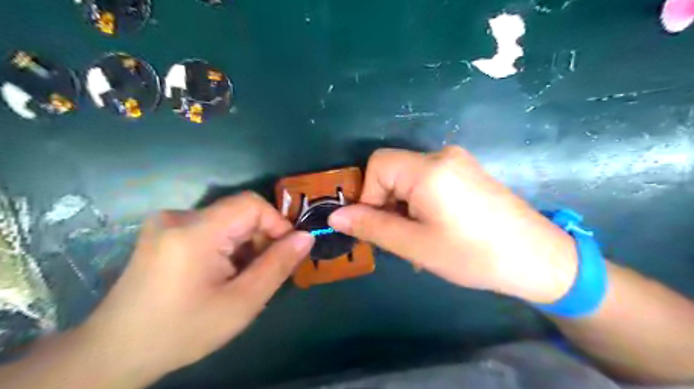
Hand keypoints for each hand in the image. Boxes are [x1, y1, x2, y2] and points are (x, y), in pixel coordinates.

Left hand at [76, 192, 313, 384]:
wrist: (115, 352)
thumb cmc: (182, 331)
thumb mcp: (241, 303)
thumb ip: (277, 265)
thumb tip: (306, 237)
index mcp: (195, 232)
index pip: (251, 204)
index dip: (276, 223)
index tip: (286, 252)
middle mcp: (178, 217)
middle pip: (239, 212)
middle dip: (261, 238)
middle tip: (265, 272)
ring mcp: (167, 223)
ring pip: (227, 220)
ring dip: (245, 244)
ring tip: (243, 277)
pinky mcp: (164, 232)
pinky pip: (211, 227)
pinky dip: (227, 246)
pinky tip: (222, 273)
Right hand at [329, 148, 578, 301]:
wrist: (540, 259)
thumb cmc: (474, 255)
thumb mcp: (416, 245)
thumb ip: (372, 227)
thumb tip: (336, 216)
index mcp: (428, 169)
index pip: (377, 165)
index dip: (369, 194)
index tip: (379, 226)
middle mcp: (442, 155)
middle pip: (393, 170)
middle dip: (386, 202)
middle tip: (400, 237)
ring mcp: (458, 162)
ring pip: (409, 178)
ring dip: (403, 205)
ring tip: (419, 238)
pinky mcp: (468, 172)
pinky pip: (429, 181)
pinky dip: (420, 202)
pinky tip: (435, 227)